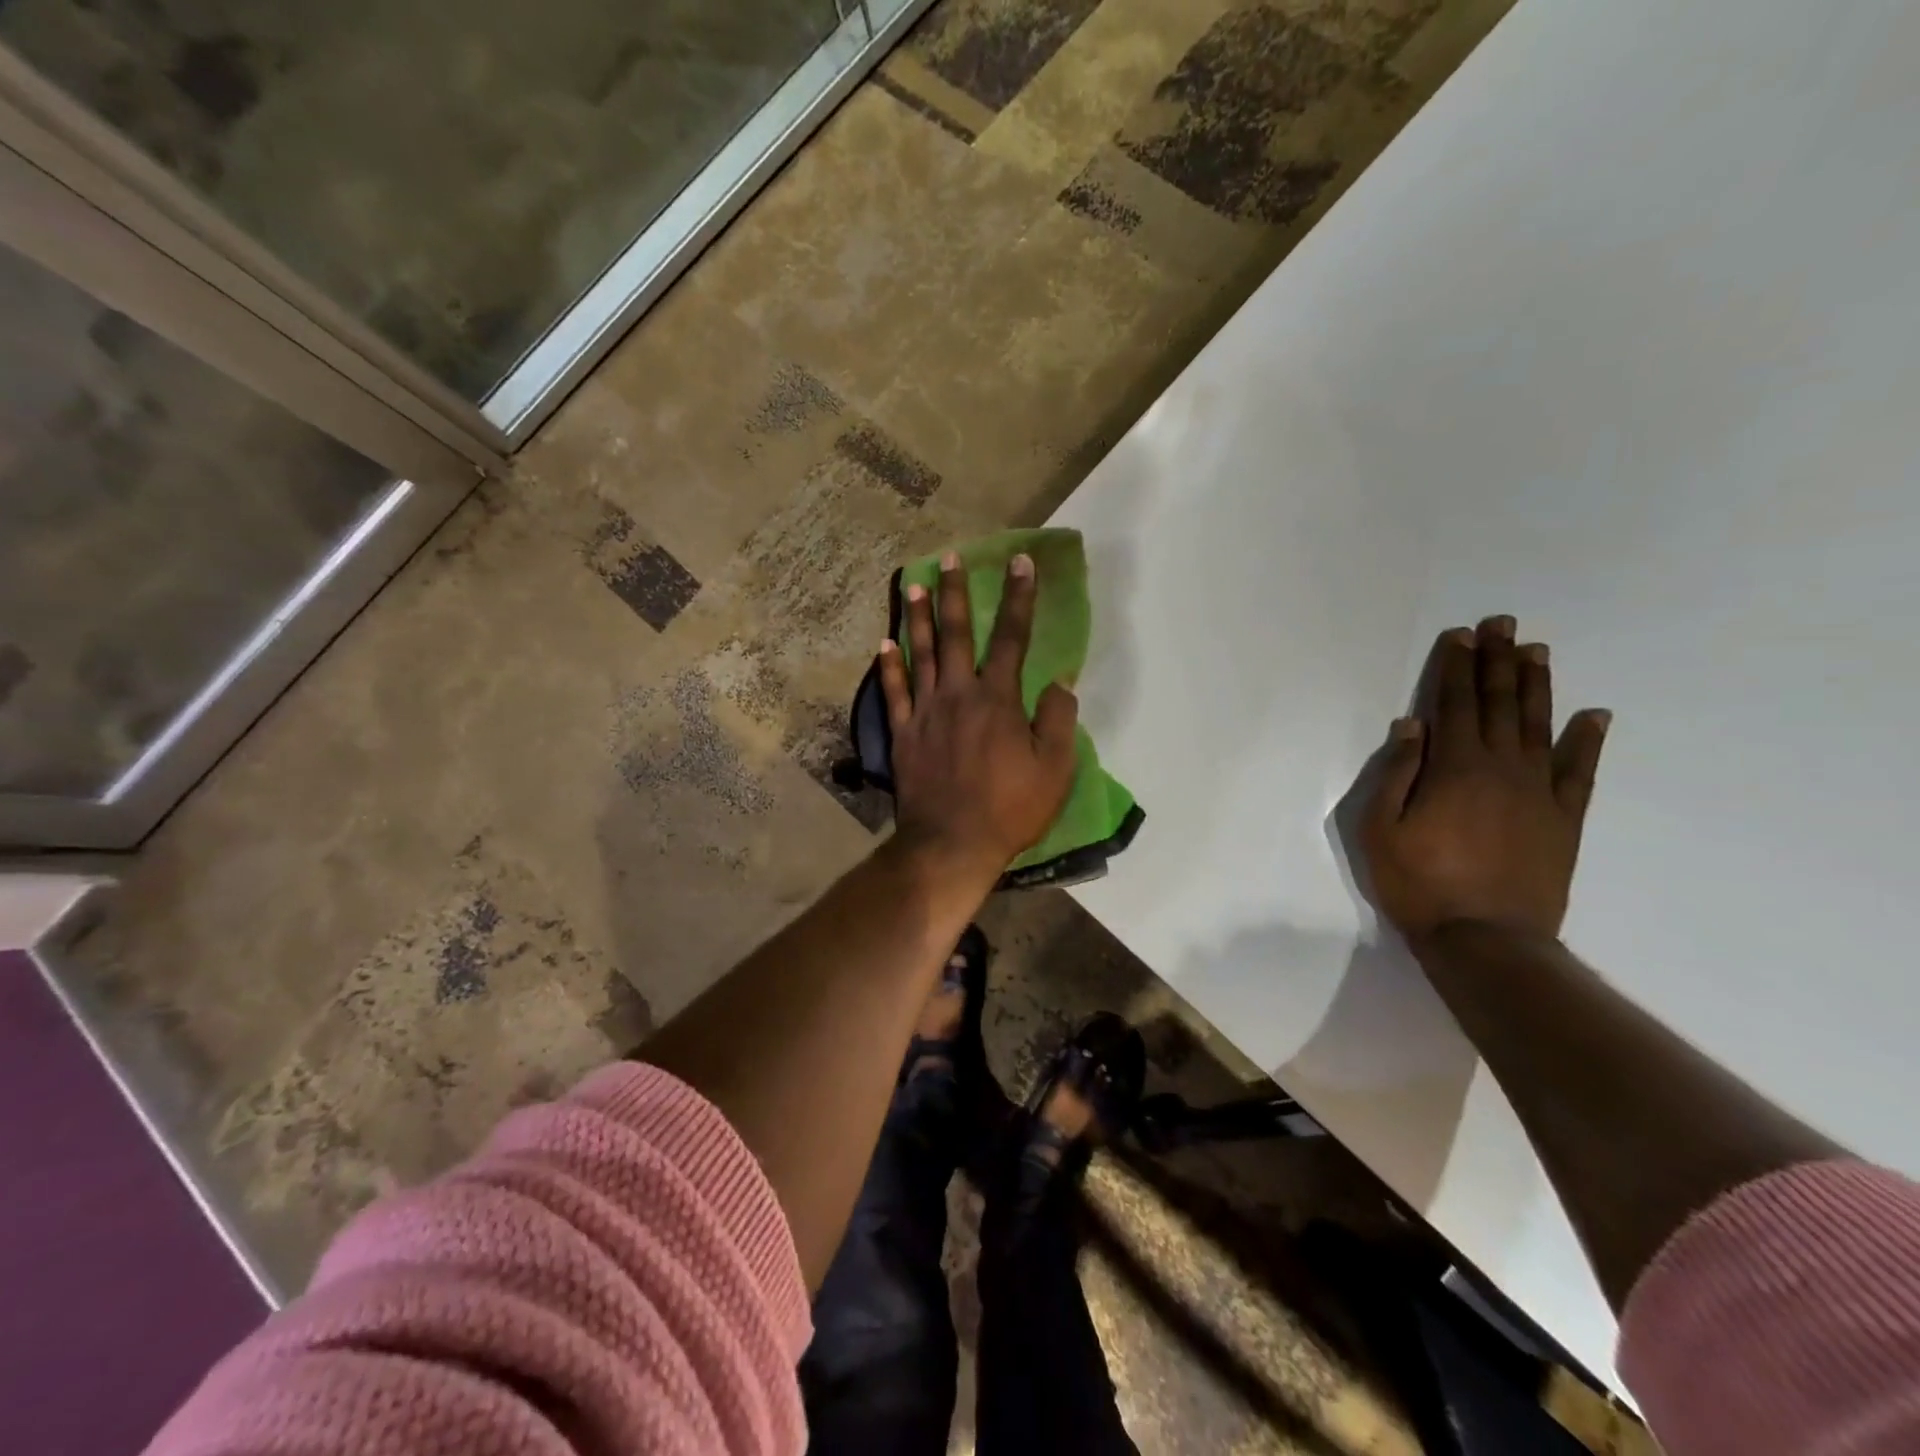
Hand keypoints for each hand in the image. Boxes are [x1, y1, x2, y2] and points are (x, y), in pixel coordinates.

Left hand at [878, 551, 1078, 877]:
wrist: (952, 844)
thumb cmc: (1010, 809)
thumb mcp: (1055, 769)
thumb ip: (1058, 720)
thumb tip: (1059, 683)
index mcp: (998, 699)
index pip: (1013, 637)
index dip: (1019, 597)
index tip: (1020, 562)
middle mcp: (958, 695)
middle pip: (957, 634)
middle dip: (955, 593)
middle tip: (949, 558)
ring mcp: (925, 713)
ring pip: (921, 655)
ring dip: (918, 618)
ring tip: (912, 586)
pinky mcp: (903, 735)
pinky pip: (894, 693)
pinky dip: (888, 667)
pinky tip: (884, 645)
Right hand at [1361, 616, 1611, 945]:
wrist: (1486, 939)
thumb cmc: (1418, 883)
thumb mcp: (1380, 829)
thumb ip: (1397, 773)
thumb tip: (1412, 725)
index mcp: (1453, 768)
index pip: (1454, 705)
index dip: (1455, 668)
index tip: (1460, 636)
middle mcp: (1500, 768)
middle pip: (1499, 704)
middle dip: (1497, 661)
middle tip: (1501, 624)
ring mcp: (1538, 792)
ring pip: (1538, 726)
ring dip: (1536, 685)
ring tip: (1536, 650)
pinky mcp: (1563, 818)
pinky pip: (1579, 771)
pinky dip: (1586, 740)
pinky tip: (1594, 715)